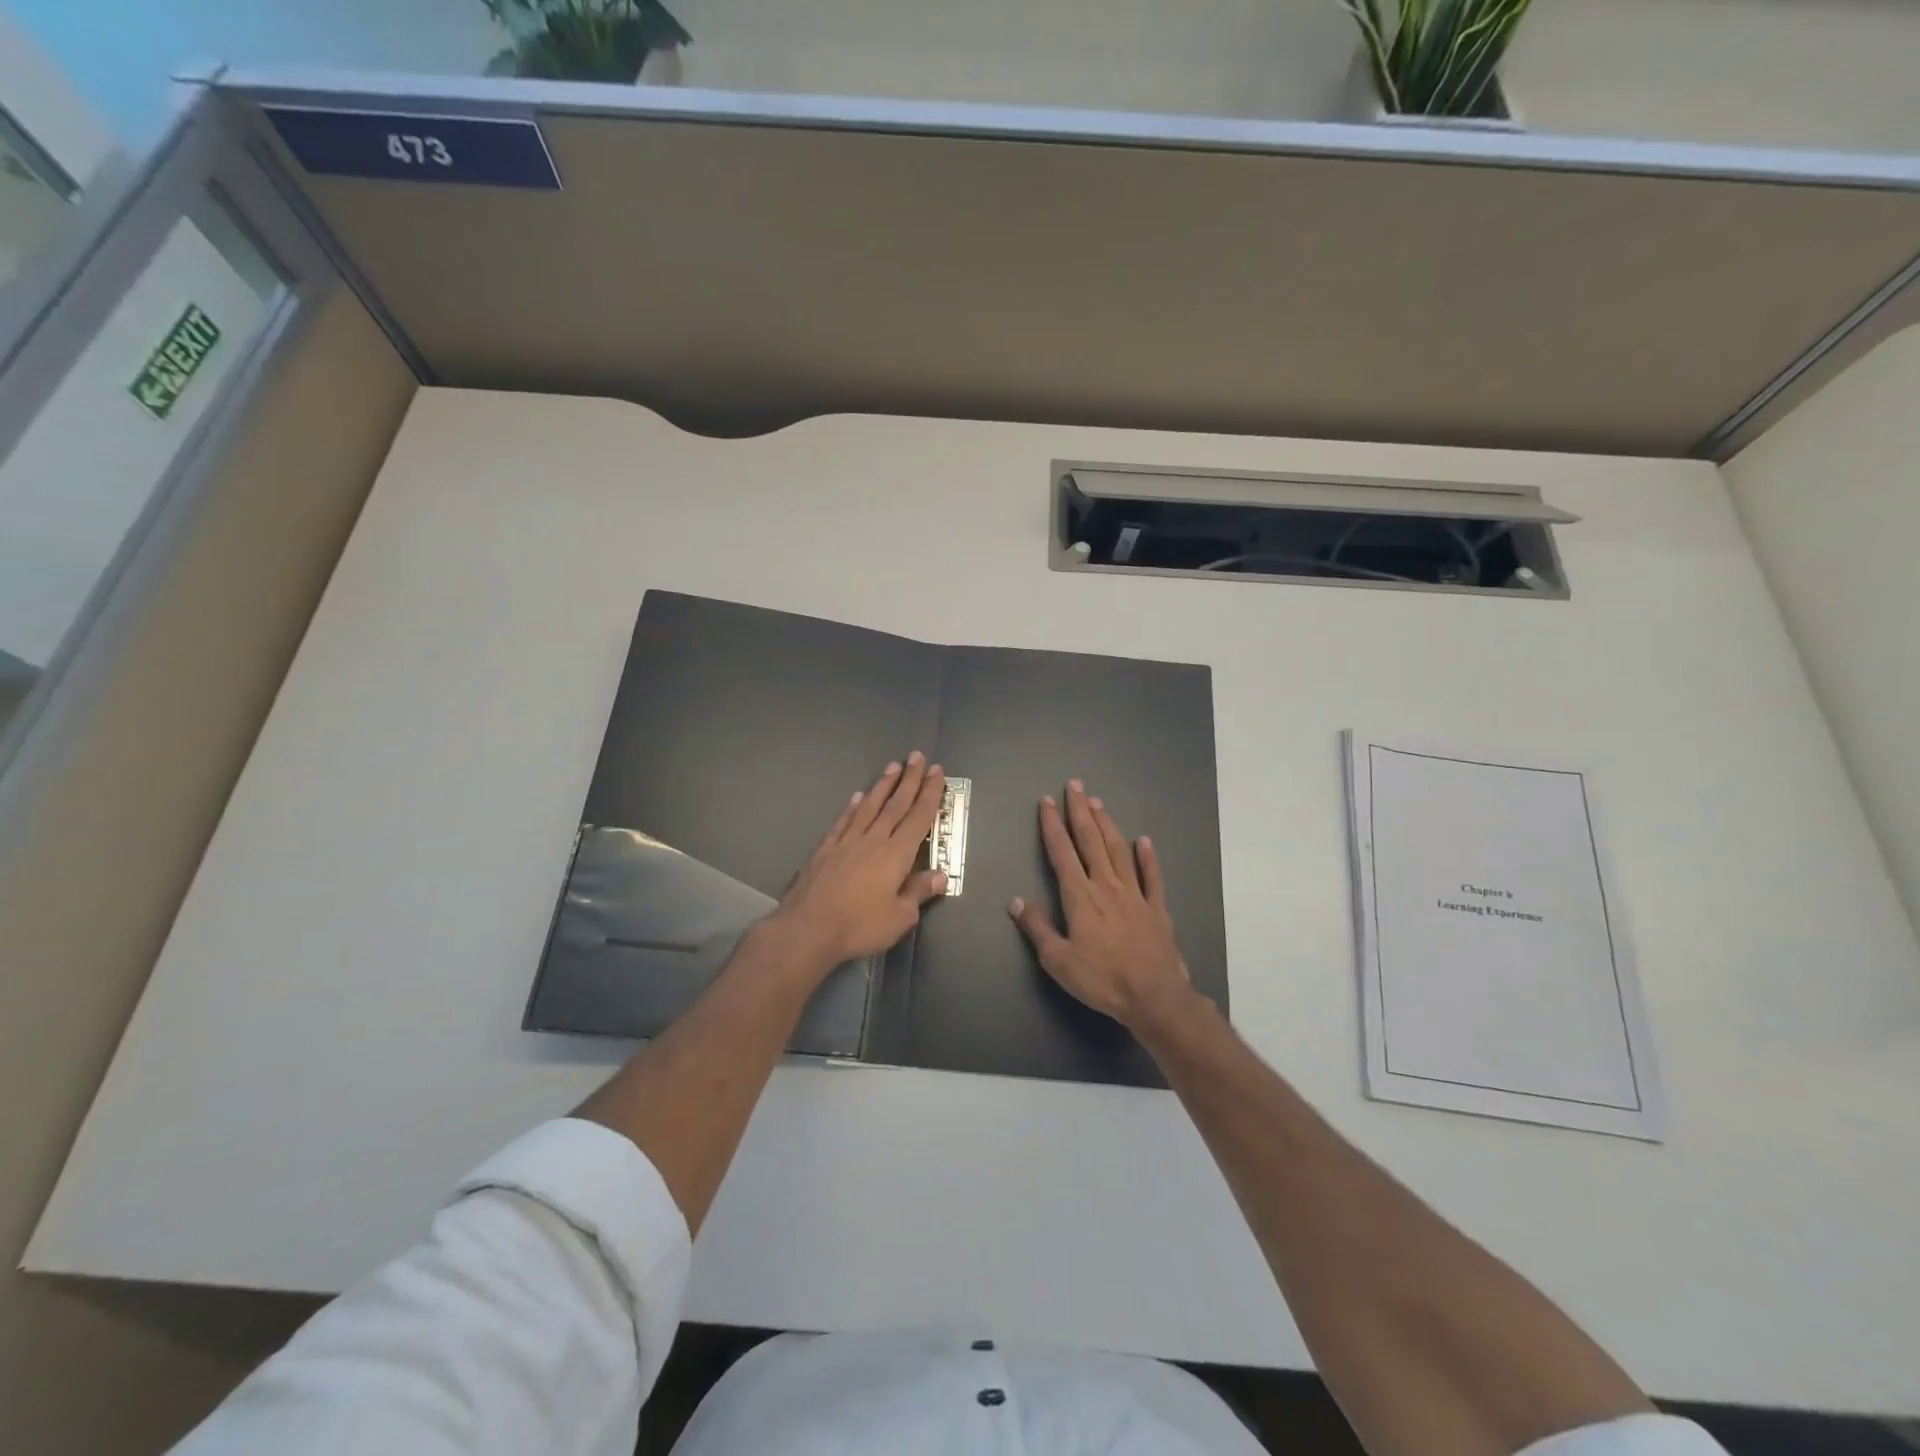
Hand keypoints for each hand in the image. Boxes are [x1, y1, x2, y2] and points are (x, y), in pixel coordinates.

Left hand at [772, 752, 947, 972]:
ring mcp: (846, 842)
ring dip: (882, 786)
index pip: (918, 817)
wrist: (808, 929)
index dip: (929, 793)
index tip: (937, 772)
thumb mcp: (900, 917)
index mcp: (896, 854)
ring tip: (892, 766)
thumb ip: (919, 892)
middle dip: (909, 780)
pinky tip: (857, 797)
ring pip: (869, 807)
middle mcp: (873, 840)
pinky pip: (843, 822)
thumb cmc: (860, 926)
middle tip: (917, 756)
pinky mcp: (825, 850)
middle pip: (895, 804)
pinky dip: (852, 807)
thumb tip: (941, 875)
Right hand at [1009, 779, 1191, 1029]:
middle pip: (1091, 841)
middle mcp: (1106, 886)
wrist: (1154, 996)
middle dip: (1080, 811)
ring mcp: (1135, 894)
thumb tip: (1016, 901)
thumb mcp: (1058, 960)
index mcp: (1080, 896)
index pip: (1062, 852)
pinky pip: (1152, 877)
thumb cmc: (1101, 979)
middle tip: (1075, 785)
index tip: (1046, 801)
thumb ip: (1037, 928)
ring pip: (1119, 850)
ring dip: (1107, 825)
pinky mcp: (1157, 908)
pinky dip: (1147, 857)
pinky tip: (1144, 841)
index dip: (1052, 825)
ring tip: (1098, 803)